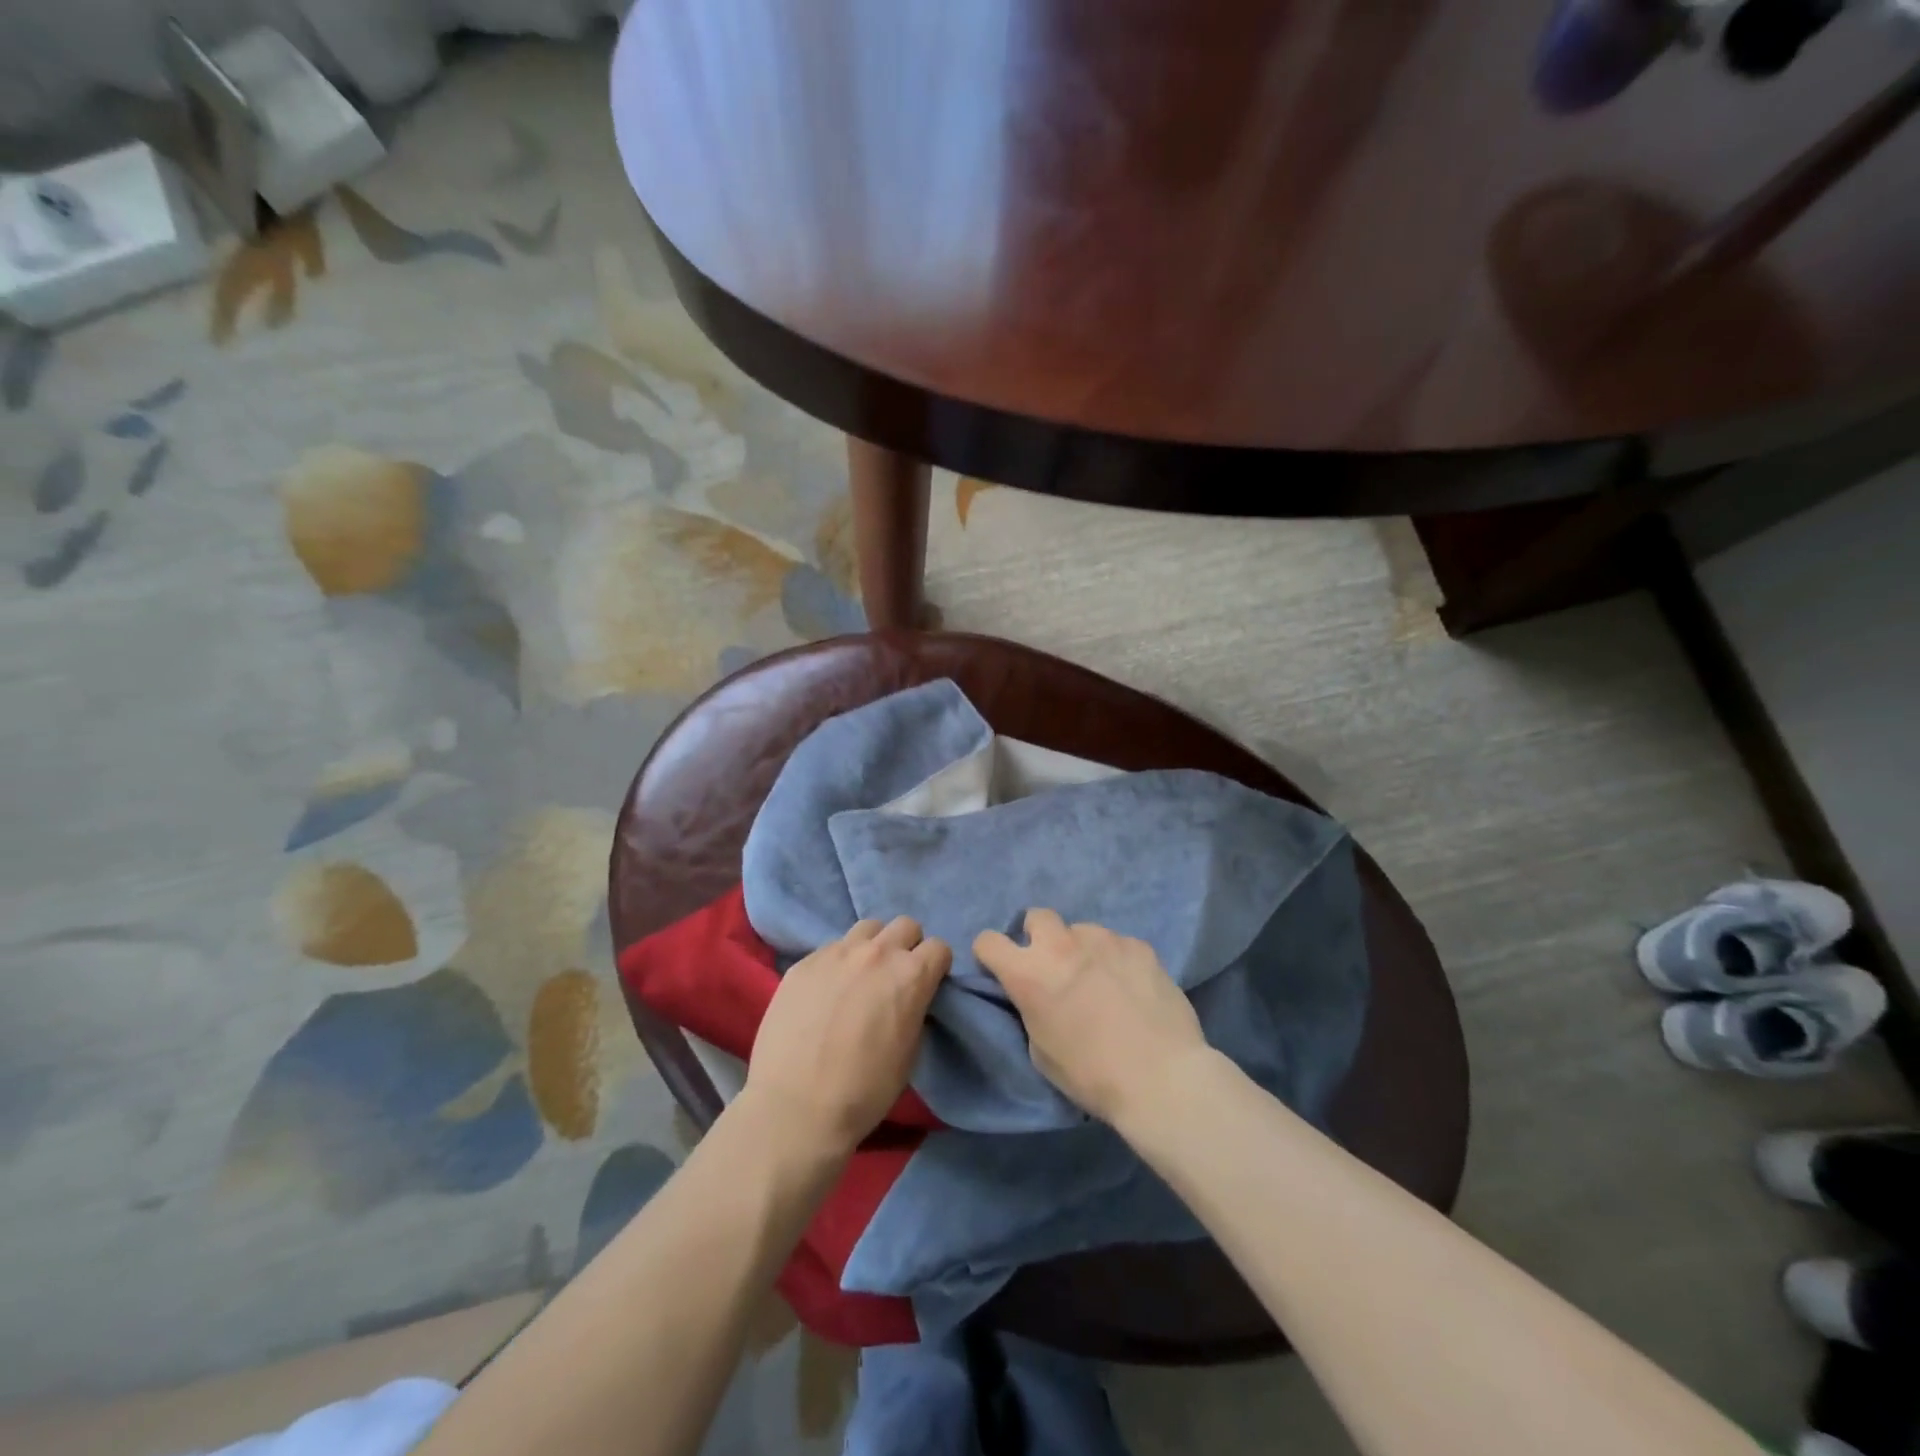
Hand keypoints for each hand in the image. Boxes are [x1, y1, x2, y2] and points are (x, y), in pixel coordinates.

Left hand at [743, 916, 951, 1158]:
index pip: (939, 947)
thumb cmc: (864, 1090)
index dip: (936, 966)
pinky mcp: (804, 962)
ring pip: (867, 928)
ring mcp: (836, 953)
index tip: (928, 983)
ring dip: (873, 946)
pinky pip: (831, 949)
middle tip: (896, 976)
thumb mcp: (910, 1053)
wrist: (795, 1107)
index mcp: (911, 975)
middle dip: (908, 946)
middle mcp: (876, 953)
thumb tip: (910, 998)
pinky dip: (838, 963)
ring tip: (861, 976)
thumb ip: (915, 1010)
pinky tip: (827, 992)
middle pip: (905, 925)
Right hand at [974, 909, 1208, 1126]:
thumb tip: (1038, 996)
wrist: (1161, 1078)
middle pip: (1037, 916)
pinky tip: (1131, 987)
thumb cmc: (1092, 1075)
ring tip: (1101, 981)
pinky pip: (1117, 944)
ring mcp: (1104, 939)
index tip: (1002, 970)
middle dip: (1038, 936)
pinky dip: (1116, 960)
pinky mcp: (1139, 945)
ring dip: (1081, 950)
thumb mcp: (1040, 1051)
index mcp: (1029, 973)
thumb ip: (1031, 1009)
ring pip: (1081, 930)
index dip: (991, 955)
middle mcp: (1062, 945)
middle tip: (1054, 968)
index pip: (987, 941)